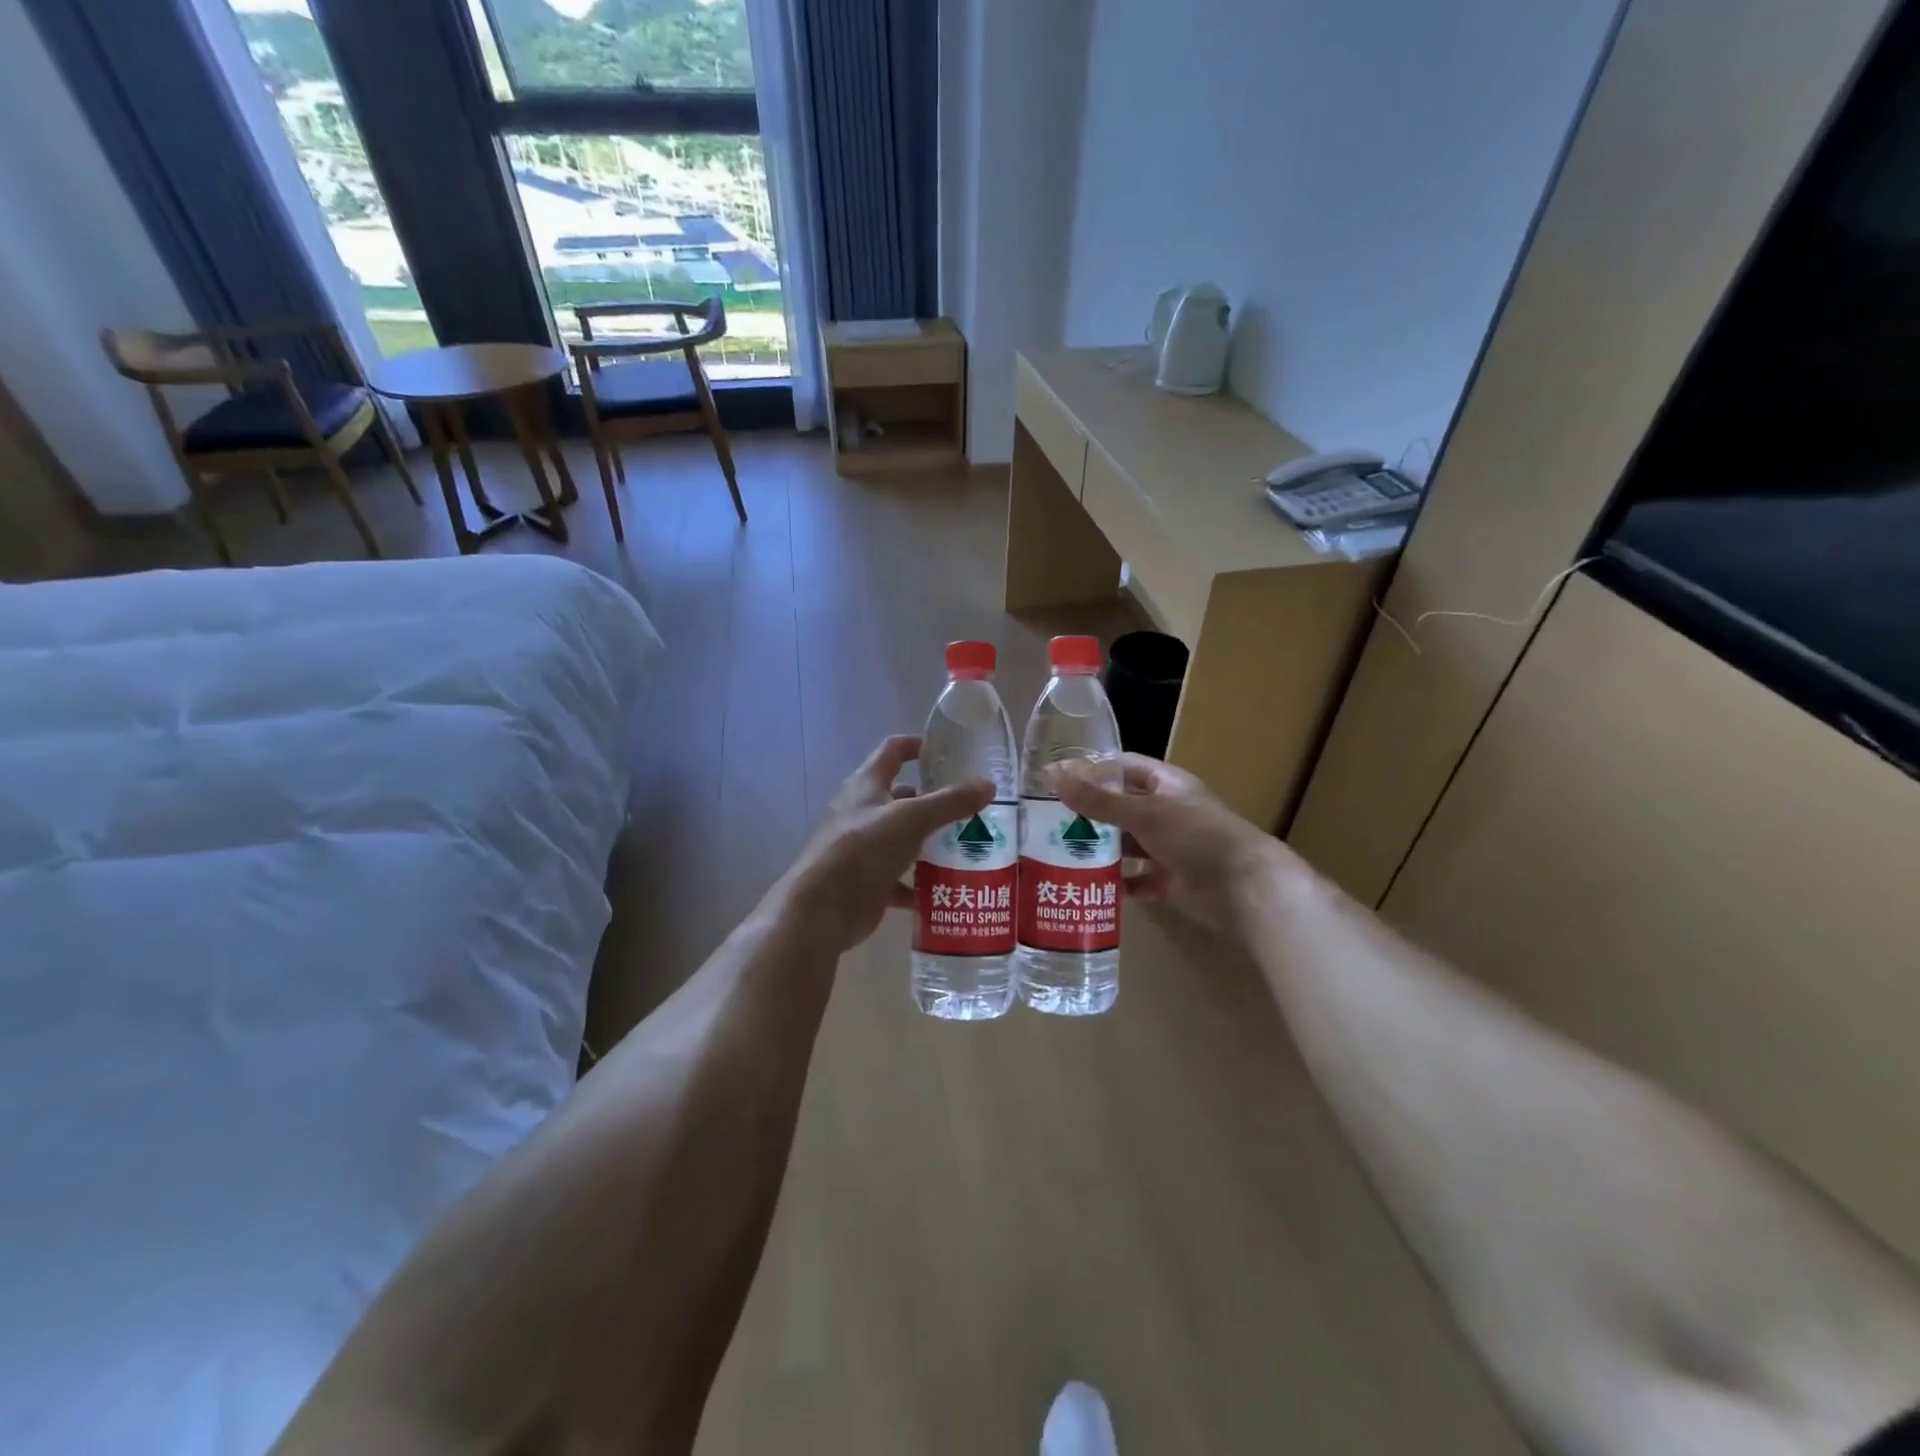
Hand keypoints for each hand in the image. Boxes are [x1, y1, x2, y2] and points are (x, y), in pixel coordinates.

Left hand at [773, 735, 992, 953]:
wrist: (822, 909)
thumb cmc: (863, 849)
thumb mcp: (912, 819)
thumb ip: (950, 802)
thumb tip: (988, 785)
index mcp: (867, 784)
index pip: (893, 750)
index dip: (919, 745)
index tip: (950, 752)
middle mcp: (863, 811)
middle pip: (903, 797)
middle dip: (935, 801)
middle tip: (972, 807)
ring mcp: (864, 847)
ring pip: (904, 838)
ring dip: (931, 842)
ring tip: (968, 846)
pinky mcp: (868, 881)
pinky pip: (901, 878)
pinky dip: (921, 882)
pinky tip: (946, 888)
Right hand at [1053, 754, 1296, 938]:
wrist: (1244, 888)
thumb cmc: (1195, 836)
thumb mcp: (1143, 813)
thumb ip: (1099, 799)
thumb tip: (1054, 774)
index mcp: (1166, 785)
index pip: (1124, 767)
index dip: (1093, 769)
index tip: (1056, 778)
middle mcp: (1167, 812)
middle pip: (1122, 807)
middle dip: (1090, 813)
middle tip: (1048, 821)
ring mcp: (1170, 847)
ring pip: (1127, 844)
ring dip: (1101, 849)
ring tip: (1061, 853)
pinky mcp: (1171, 880)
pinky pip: (1138, 880)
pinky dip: (1119, 884)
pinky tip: (1092, 886)